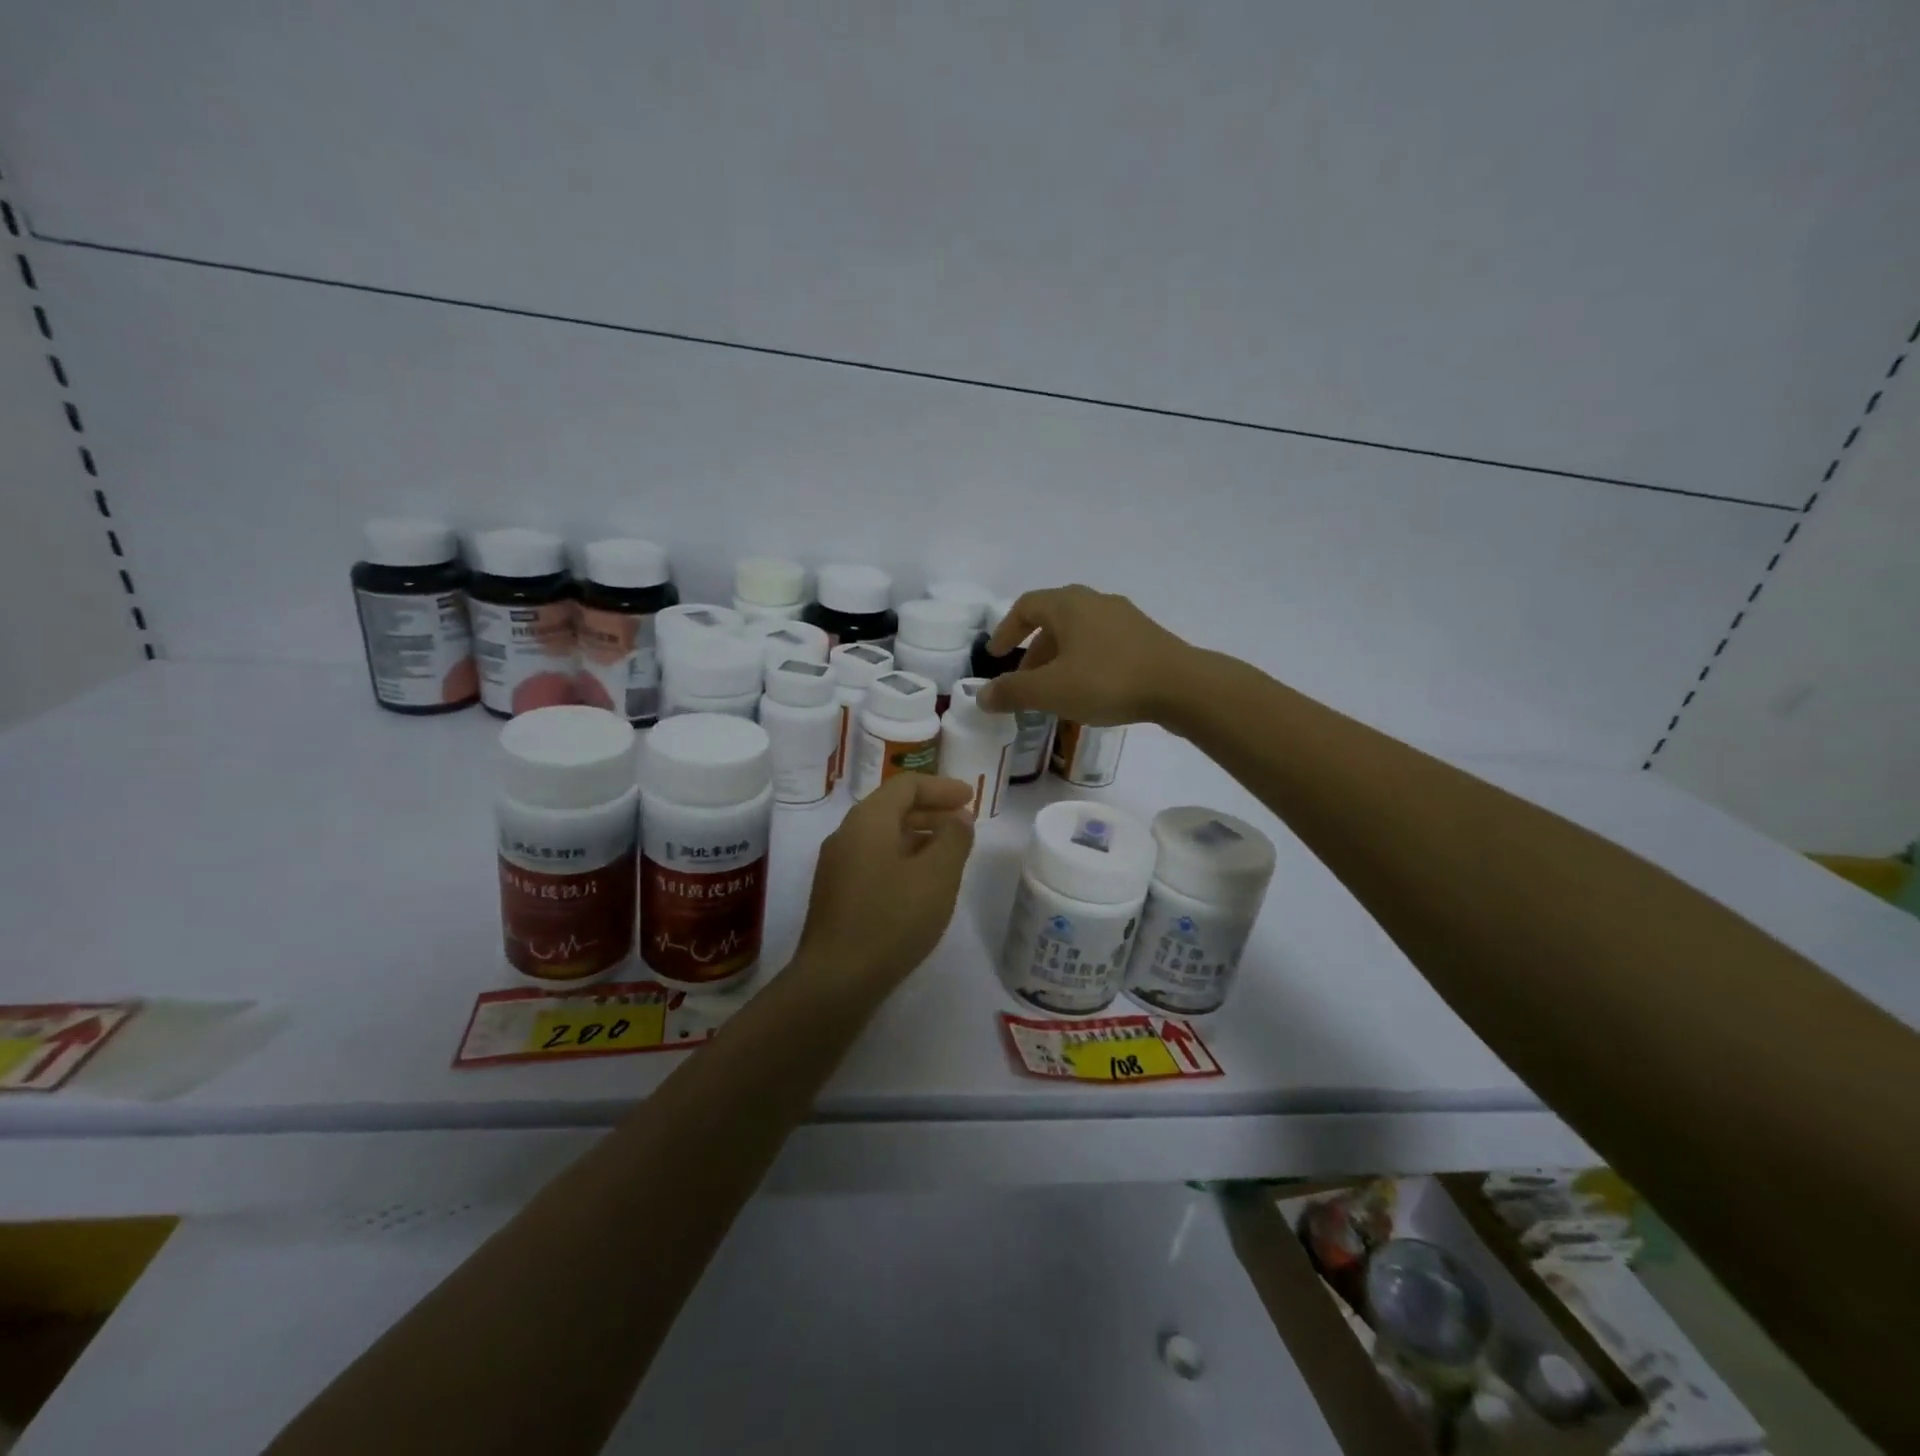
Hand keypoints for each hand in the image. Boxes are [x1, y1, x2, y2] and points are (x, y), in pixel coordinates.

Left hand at [794, 773, 975, 993]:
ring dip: (919, 837)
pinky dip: (903, 859)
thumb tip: (959, 817)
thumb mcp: (937, 876)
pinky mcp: (837, 895)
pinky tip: (921, 884)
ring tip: (950, 853)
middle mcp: (846, 835)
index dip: (942, 787)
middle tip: (965, 823)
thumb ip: (954, 838)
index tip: (971, 798)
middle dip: (931, 811)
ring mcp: (837, 866)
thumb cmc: (892, 919)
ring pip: (883, 837)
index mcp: (868, 820)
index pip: (906, 785)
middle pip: (892, 808)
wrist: (836, 980)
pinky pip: (874, 860)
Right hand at [976, 585, 1195, 725]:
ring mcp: (1125, 618)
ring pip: (1079, 634)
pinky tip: (1089, 692)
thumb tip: (982, 697)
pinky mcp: (1146, 638)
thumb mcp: (1051, 690)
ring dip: (1059, 660)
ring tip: (1055, 692)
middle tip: (1024, 682)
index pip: (1026, 606)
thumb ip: (1012, 692)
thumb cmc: (1108, 680)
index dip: (1006, 631)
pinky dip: (1084, 663)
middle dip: (1033, 652)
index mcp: (1069, 603)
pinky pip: (1102, 645)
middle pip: (1053, 621)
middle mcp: (1096, 602)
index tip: (997, 656)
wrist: (1182, 687)